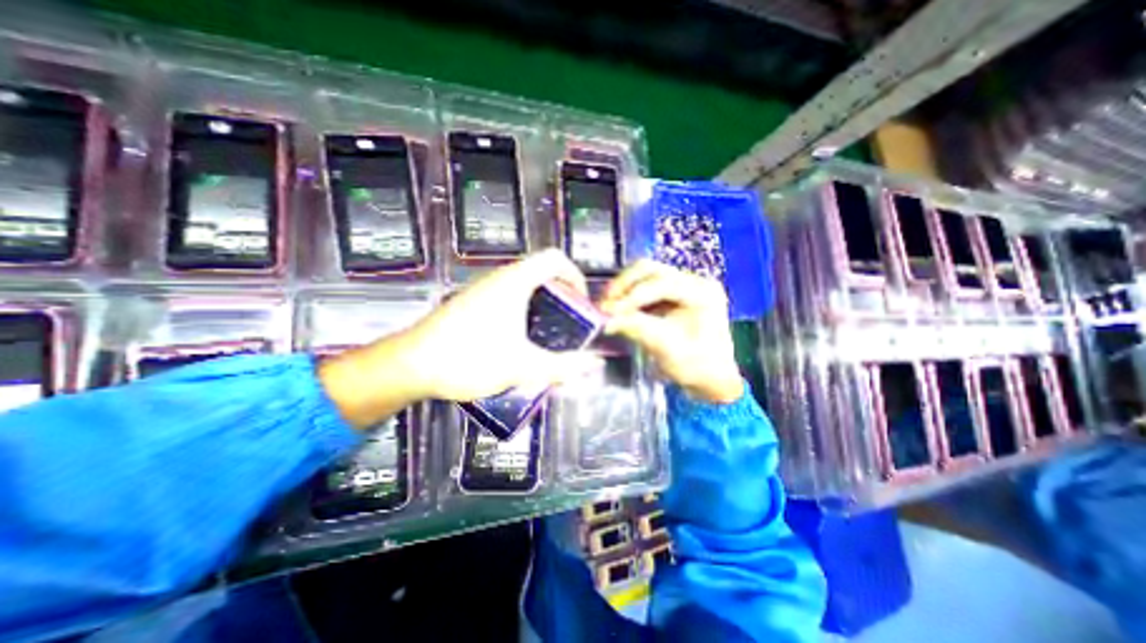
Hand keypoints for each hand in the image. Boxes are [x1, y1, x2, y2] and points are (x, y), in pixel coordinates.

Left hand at [402, 249, 601, 402]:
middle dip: (561, 297)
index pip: (555, 259)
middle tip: (568, 324)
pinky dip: (523, 314)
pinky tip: (518, 343)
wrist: (411, 366)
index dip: (575, 276)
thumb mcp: (522, 366)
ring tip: (547, 337)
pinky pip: (507, 300)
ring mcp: (483, 290)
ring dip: (542, 307)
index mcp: (515, 281)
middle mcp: (499, 279)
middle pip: (541, 274)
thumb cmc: (469, 358)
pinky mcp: (471, 304)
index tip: (581, 302)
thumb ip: (562, 366)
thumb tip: (593, 364)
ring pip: (524, 288)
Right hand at [601, 259, 742, 400]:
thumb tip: (605, 320)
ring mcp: (683, 286)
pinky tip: (617, 308)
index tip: (608, 310)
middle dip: (624, 286)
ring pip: (645, 275)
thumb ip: (636, 327)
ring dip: (624, 289)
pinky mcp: (672, 295)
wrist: (711, 380)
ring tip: (607, 306)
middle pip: (651, 270)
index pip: (661, 283)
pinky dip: (629, 296)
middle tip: (604, 303)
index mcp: (702, 292)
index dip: (632, 295)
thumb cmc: (696, 366)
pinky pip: (645, 287)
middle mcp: (694, 281)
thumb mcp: (666, 347)